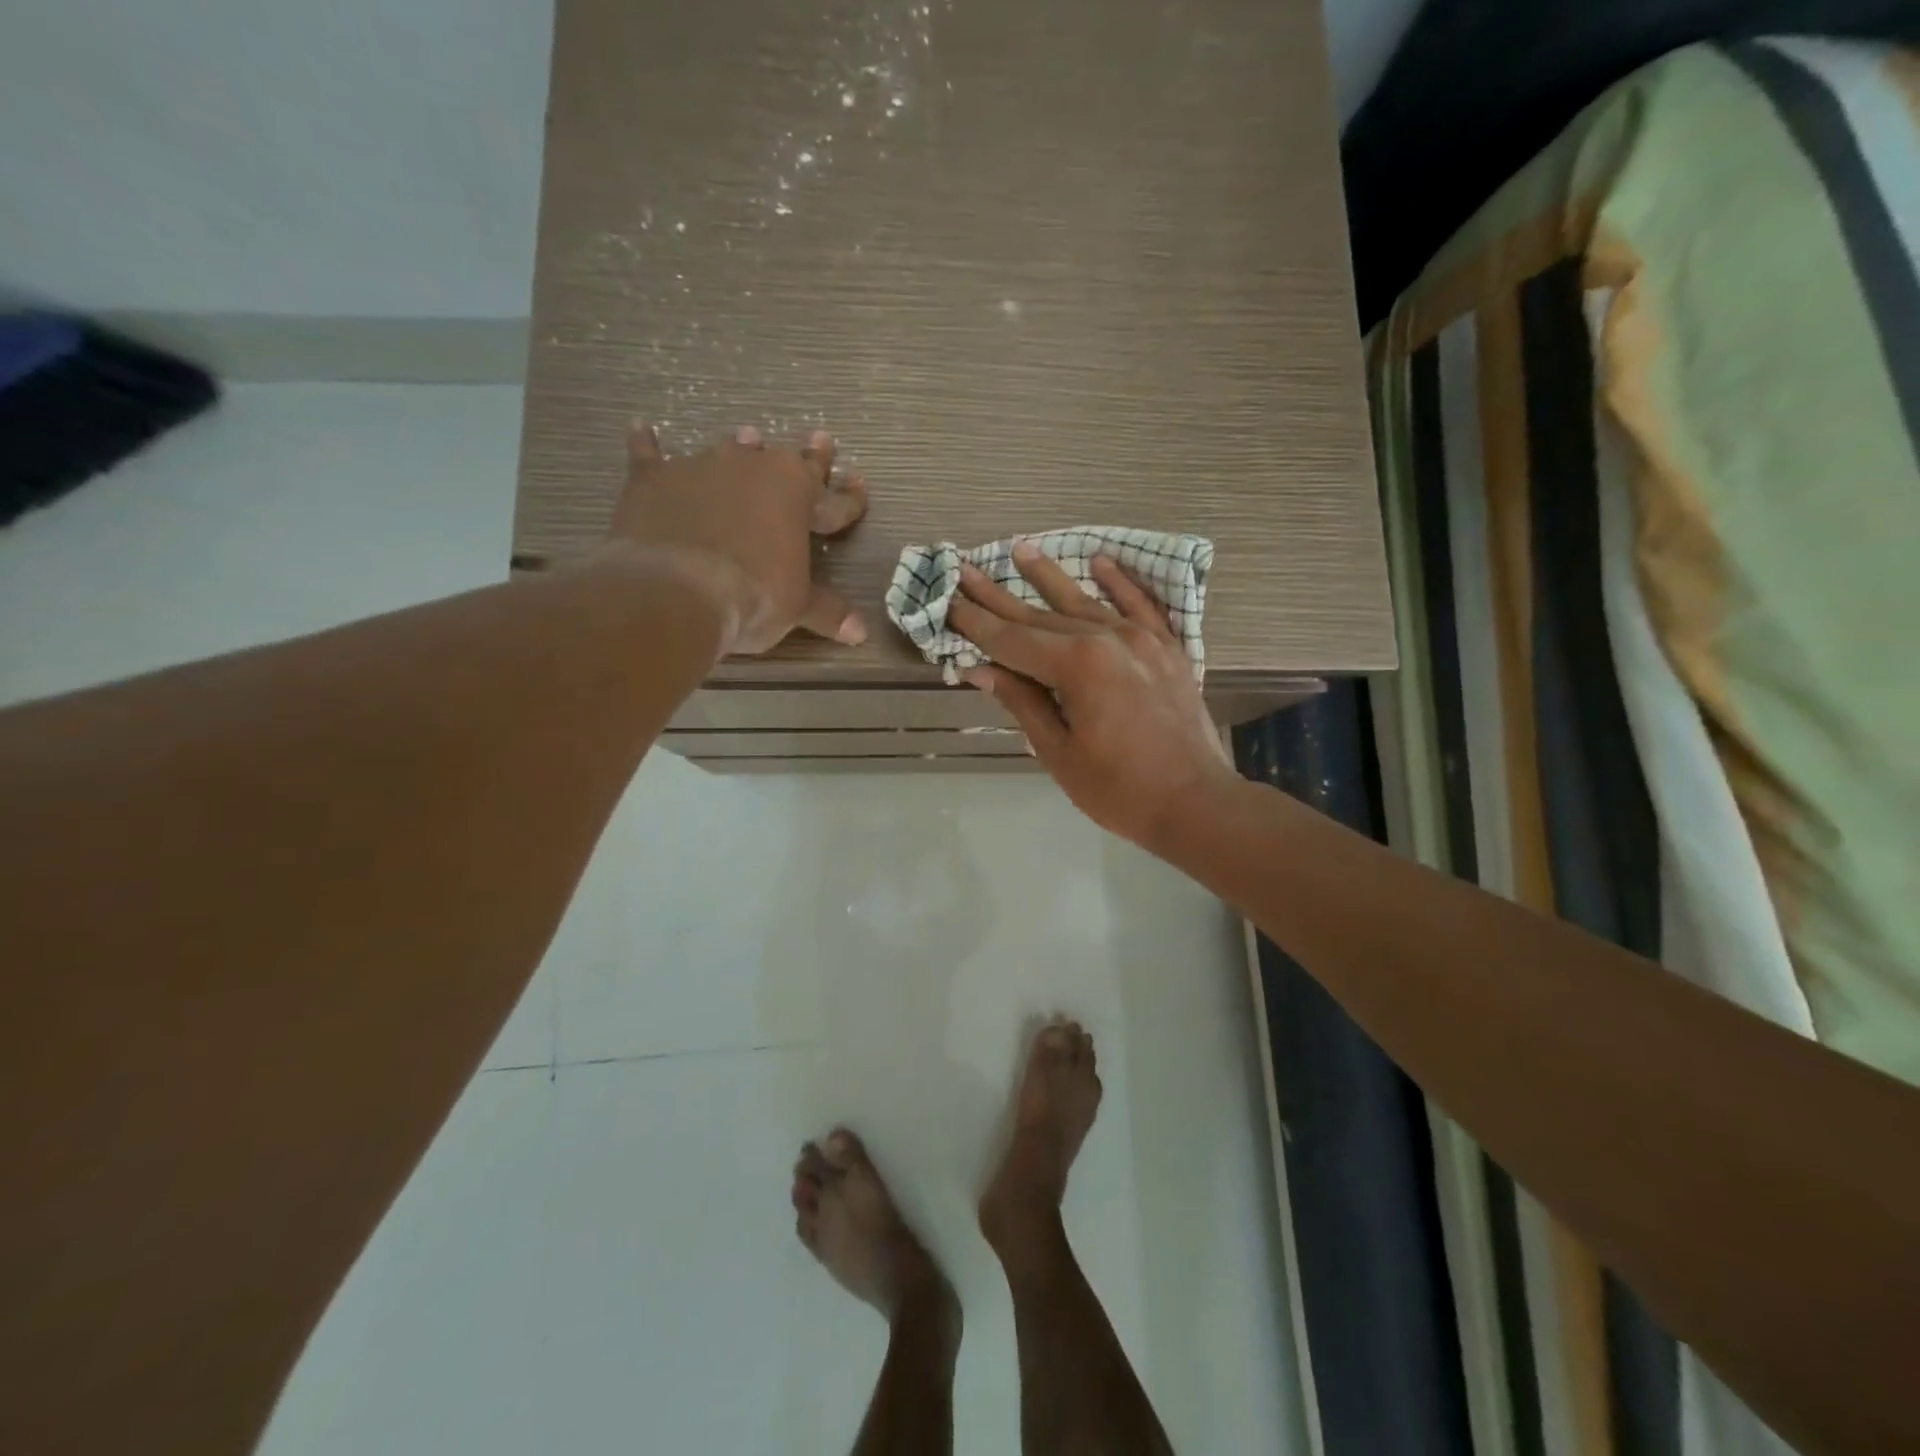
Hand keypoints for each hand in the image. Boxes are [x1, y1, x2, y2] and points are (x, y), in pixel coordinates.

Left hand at [609, 421, 869, 653]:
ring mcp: (700, 469)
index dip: (849, 499)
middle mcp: (752, 469)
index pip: (833, 500)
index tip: (859, 486)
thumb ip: (827, 611)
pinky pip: (650, 457)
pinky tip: (642, 430)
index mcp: (796, 494)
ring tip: (749, 437)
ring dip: (741, 449)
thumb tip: (861, 632)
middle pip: (787, 461)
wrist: (675, 591)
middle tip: (823, 439)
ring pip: (728, 452)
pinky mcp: (653, 480)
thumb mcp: (796, 607)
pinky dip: (647, 446)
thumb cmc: (752, 596)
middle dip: (809, 456)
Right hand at [947, 544, 1236, 848]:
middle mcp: (1108, 639)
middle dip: (998, 596)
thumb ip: (1023, 703)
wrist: (1196, 804)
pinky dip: (1120, 583)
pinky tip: (1100, 561)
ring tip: (1020, 549)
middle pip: (1041, 615)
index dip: (975, 624)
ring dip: (1049, 577)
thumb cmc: (1119, 790)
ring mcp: (1142, 639)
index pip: (1011, 640)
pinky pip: (1140, 606)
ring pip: (1085, 602)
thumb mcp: (1059, 753)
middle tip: (964, 569)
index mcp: (1077, 666)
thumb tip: (982, 670)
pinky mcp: (1167, 649)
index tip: (946, 602)